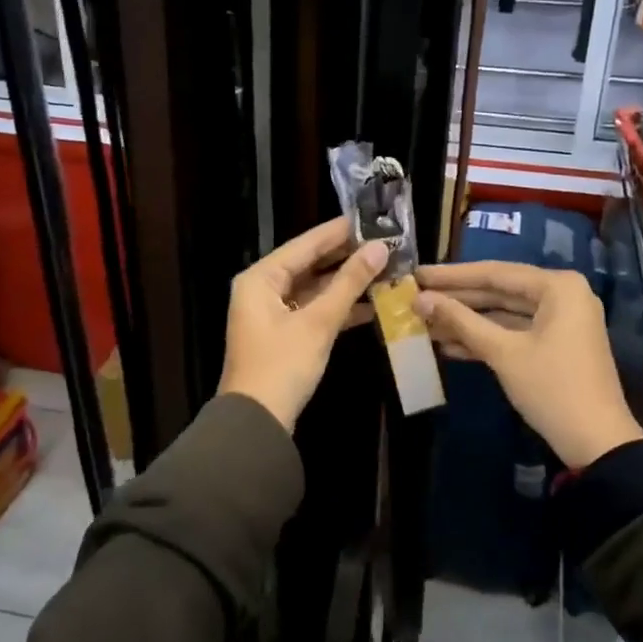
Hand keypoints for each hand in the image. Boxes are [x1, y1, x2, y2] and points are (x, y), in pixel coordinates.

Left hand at [219, 218, 388, 430]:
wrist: (257, 423)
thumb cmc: (282, 365)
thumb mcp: (318, 322)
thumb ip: (349, 283)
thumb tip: (379, 248)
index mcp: (261, 278)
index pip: (305, 244)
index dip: (339, 231)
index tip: (371, 218)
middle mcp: (263, 289)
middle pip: (310, 264)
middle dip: (346, 257)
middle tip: (384, 243)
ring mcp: (273, 314)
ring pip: (314, 289)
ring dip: (346, 283)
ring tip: (385, 270)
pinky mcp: (285, 336)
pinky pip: (314, 311)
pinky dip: (339, 308)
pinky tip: (372, 304)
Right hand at [414, 262, 642, 468]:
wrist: (596, 442)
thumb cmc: (551, 388)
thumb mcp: (503, 352)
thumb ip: (461, 321)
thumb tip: (420, 300)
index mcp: (557, 287)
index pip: (495, 273)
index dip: (452, 276)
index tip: (418, 275)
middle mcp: (562, 295)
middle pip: (499, 291)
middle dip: (457, 299)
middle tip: (415, 297)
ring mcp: (560, 321)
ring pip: (504, 313)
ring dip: (467, 321)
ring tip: (424, 323)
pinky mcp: (555, 344)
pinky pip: (514, 332)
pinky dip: (485, 338)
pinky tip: (448, 345)